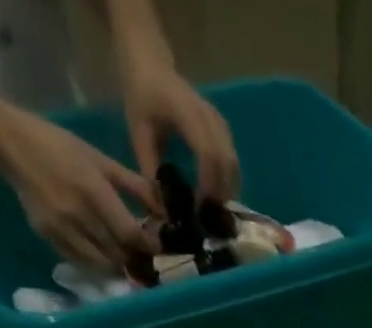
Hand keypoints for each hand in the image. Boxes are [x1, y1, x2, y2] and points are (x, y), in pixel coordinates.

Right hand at [0, 100, 158, 264]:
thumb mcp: (100, 159)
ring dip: (119, 264)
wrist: (8, 142)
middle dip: (137, 258)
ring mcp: (62, 228)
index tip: (158, 246)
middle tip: (145, 255)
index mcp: (94, 191)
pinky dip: (98, 263)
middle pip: (119, 253)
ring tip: (126, 257)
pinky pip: (82, 262)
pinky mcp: (48, 236)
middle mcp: (78, 214)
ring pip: (103, 264)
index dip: (149, 246)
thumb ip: (134, 186)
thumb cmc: (59, 146)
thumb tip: (164, 211)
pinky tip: (103, 254)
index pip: (131, 234)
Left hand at [123, 60, 239, 199]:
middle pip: (226, 163)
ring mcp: (220, 123)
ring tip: (213, 213)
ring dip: (227, 192)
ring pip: (233, 165)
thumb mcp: (138, 133)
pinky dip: (228, 183)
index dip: (207, 184)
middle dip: (220, 195)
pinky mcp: (224, 131)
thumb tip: (163, 210)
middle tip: (209, 220)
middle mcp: (209, 117)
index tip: (199, 209)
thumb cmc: (141, 96)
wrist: (151, 63)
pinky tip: (217, 198)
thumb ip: (150, 171)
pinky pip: (232, 162)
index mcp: (185, 112)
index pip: (207, 153)